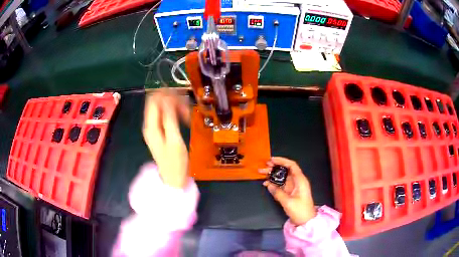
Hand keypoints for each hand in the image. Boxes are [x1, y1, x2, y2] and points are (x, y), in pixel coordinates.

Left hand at [143, 89, 190, 188]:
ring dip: (175, 107)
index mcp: (151, 126)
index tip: (181, 96)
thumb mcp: (174, 139)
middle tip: (187, 107)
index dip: (165, 94)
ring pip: (162, 108)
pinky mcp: (159, 131)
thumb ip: (169, 118)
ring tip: (187, 115)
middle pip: (157, 102)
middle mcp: (149, 124)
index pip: (153, 100)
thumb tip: (168, 98)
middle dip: (172, 100)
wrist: (173, 178)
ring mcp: (154, 128)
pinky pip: (165, 116)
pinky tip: (184, 119)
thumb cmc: (175, 162)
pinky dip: (175, 114)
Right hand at [259, 157, 316, 225]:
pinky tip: (266, 183)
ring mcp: (293, 187)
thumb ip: (278, 192)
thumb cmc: (300, 210)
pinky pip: (281, 184)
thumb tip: (268, 184)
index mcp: (300, 180)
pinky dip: (274, 183)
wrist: (305, 221)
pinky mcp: (290, 192)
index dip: (282, 161)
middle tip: (263, 167)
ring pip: (282, 177)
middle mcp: (297, 181)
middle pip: (285, 170)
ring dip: (272, 175)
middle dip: (274, 167)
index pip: (291, 165)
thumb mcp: (288, 202)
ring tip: (261, 173)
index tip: (271, 160)